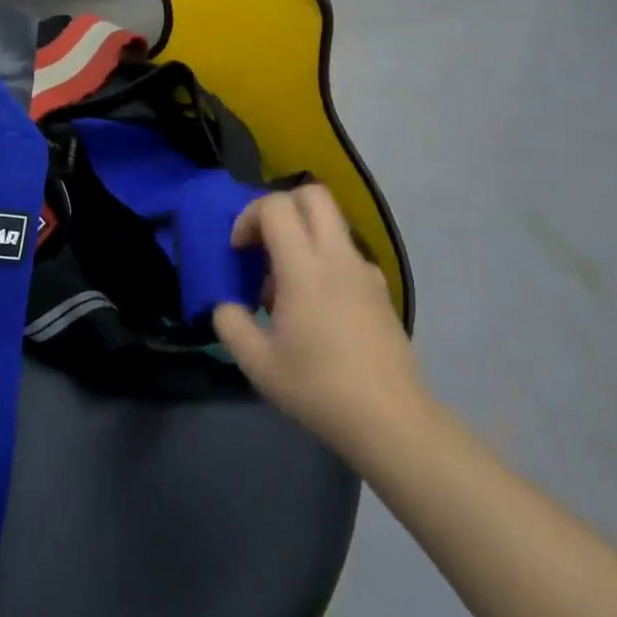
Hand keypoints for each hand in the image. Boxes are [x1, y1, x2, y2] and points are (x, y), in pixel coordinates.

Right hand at [212, 185, 424, 461]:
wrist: (391, 421)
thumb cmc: (318, 389)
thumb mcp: (258, 363)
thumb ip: (230, 324)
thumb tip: (226, 304)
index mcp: (305, 269)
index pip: (276, 206)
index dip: (249, 217)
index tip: (239, 250)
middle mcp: (337, 257)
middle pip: (312, 194)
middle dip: (280, 207)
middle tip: (263, 243)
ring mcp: (365, 271)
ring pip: (332, 222)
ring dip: (303, 234)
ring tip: (287, 284)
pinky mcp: (380, 288)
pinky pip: (347, 253)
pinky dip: (325, 260)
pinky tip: (319, 306)